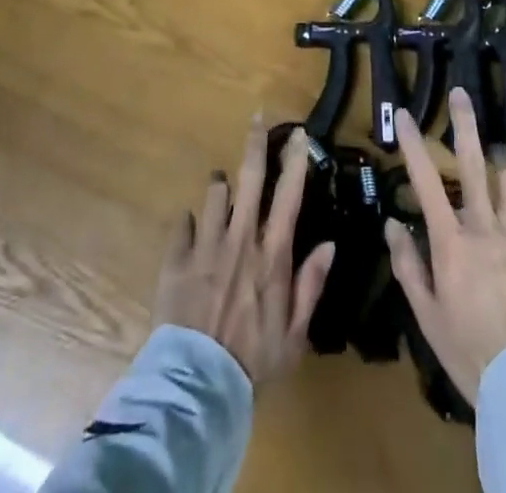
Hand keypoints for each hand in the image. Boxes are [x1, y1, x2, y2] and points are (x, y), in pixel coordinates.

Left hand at [153, 118, 336, 385]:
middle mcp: (240, 238)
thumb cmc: (253, 361)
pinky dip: (189, 223)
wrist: (196, 388)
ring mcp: (205, 244)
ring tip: (222, 190)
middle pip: (249, 177)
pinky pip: (183, 223)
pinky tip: (191, 230)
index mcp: (272, 254)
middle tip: (257, 117)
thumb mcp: (294, 333)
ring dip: (220, 187)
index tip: (300, 134)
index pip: (289, 195)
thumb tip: (330, 244)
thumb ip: (311, 285)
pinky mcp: (176, 258)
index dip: (296, 160)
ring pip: (214, 192)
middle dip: (255, 143)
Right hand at [385, 87, 505, 406]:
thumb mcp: (428, 318)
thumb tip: (392, 225)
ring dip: (503, 165)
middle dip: (465, 123)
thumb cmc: (472, 355)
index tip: (405, 114)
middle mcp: (486, 227)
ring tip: (500, 158)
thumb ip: (409, 267)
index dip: (413, 144)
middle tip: (461, 93)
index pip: (426, 181)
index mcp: (452, 242)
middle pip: (474, 162)